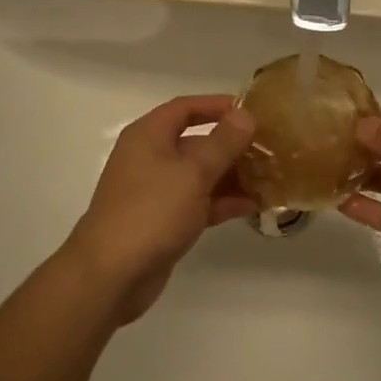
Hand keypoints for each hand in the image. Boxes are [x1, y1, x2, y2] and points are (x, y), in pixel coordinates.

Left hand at [62, 94, 256, 322]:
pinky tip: (253, 206)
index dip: (217, 105)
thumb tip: (245, 115)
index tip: (250, 111)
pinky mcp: (163, 221)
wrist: (112, 274)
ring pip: (199, 175)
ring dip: (231, 176)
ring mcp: (156, 191)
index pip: (185, 108)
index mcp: (149, 136)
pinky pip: (197, 202)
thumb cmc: (152, 211)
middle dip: (231, 145)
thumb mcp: (193, 173)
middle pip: (195, 142)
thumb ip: (222, 143)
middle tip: (269, 149)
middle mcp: (150, 157)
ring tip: (269, 178)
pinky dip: (221, 202)